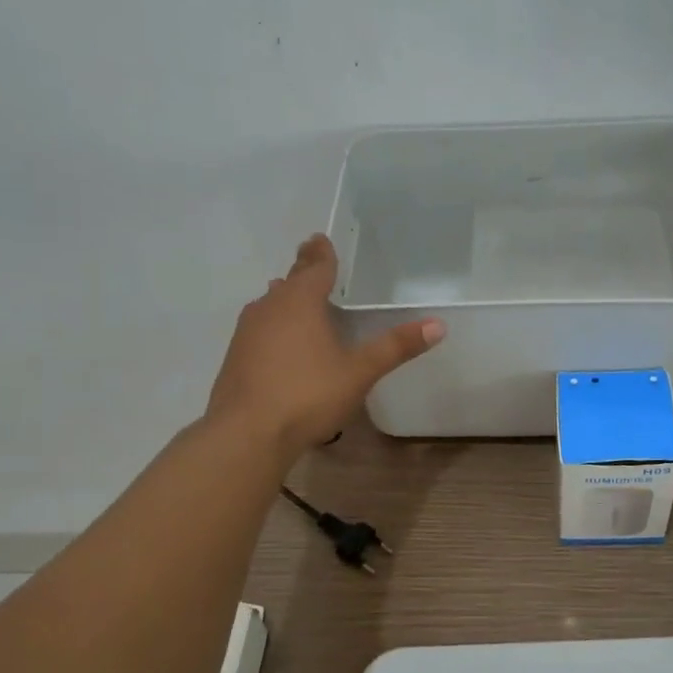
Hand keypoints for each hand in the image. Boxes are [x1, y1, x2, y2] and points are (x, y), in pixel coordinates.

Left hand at [207, 234, 444, 457]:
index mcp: (300, 302)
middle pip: (289, 282)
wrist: (247, 434)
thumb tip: (437, 324)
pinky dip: (274, 326)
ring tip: (297, 297)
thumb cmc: (308, 394)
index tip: (320, 238)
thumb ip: (395, 347)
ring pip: (270, 305)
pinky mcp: (235, 358)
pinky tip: (281, 343)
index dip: (321, 253)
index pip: (314, 266)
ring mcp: (247, 333)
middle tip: (313, 260)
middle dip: (303, 271)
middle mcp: (269, 308)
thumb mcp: (359, 372)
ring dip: (285, 299)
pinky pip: (260, 329)